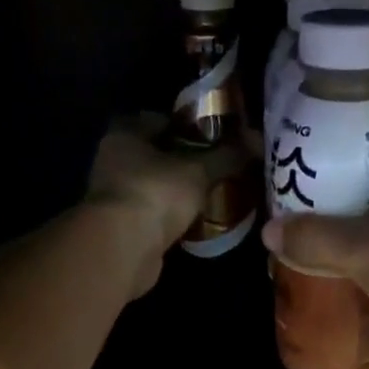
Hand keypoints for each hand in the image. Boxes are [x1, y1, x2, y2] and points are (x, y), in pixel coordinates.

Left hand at [85, 114, 249, 296]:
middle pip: (154, 154)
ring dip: (175, 191)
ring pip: (152, 186)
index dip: (185, 126)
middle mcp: (112, 161)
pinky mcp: (120, 228)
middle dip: (183, 160)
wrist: (123, 249)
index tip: (211, 138)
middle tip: (215, 167)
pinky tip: (193, 221)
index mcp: (124, 135)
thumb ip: (227, 155)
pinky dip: (169, 216)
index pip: (156, 119)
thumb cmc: (156, 194)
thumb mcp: (199, 170)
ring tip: (209, 194)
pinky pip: (152, 214)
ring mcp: (114, 198)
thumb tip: (257, 140)